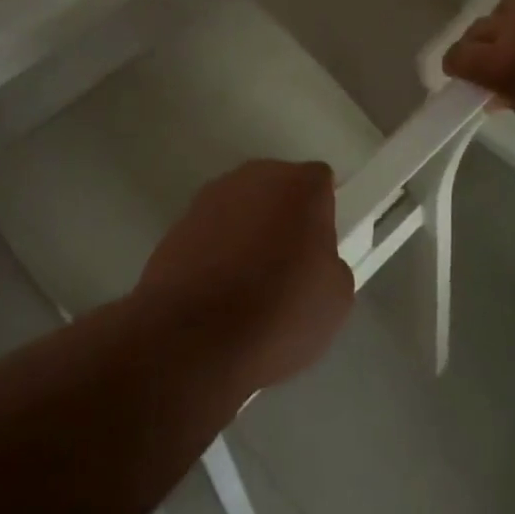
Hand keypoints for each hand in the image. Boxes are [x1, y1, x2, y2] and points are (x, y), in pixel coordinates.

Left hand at [137, 159, 354, 391]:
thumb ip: (330, 262)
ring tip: (247, 282)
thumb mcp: (335, 299)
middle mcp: (257, 175)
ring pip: (243, 205)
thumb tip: (315, 260)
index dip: (322, 212)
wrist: (193, 337)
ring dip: (248, 228)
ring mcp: (213, 195)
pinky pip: (212, 228)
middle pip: (279, 186)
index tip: (318, 247)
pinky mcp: (180, 221)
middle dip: (284, 214)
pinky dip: (217, 248)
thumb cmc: (278, 313)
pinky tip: (216, 289)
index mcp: (301, 185)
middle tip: (287, 264)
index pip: (320, 182)